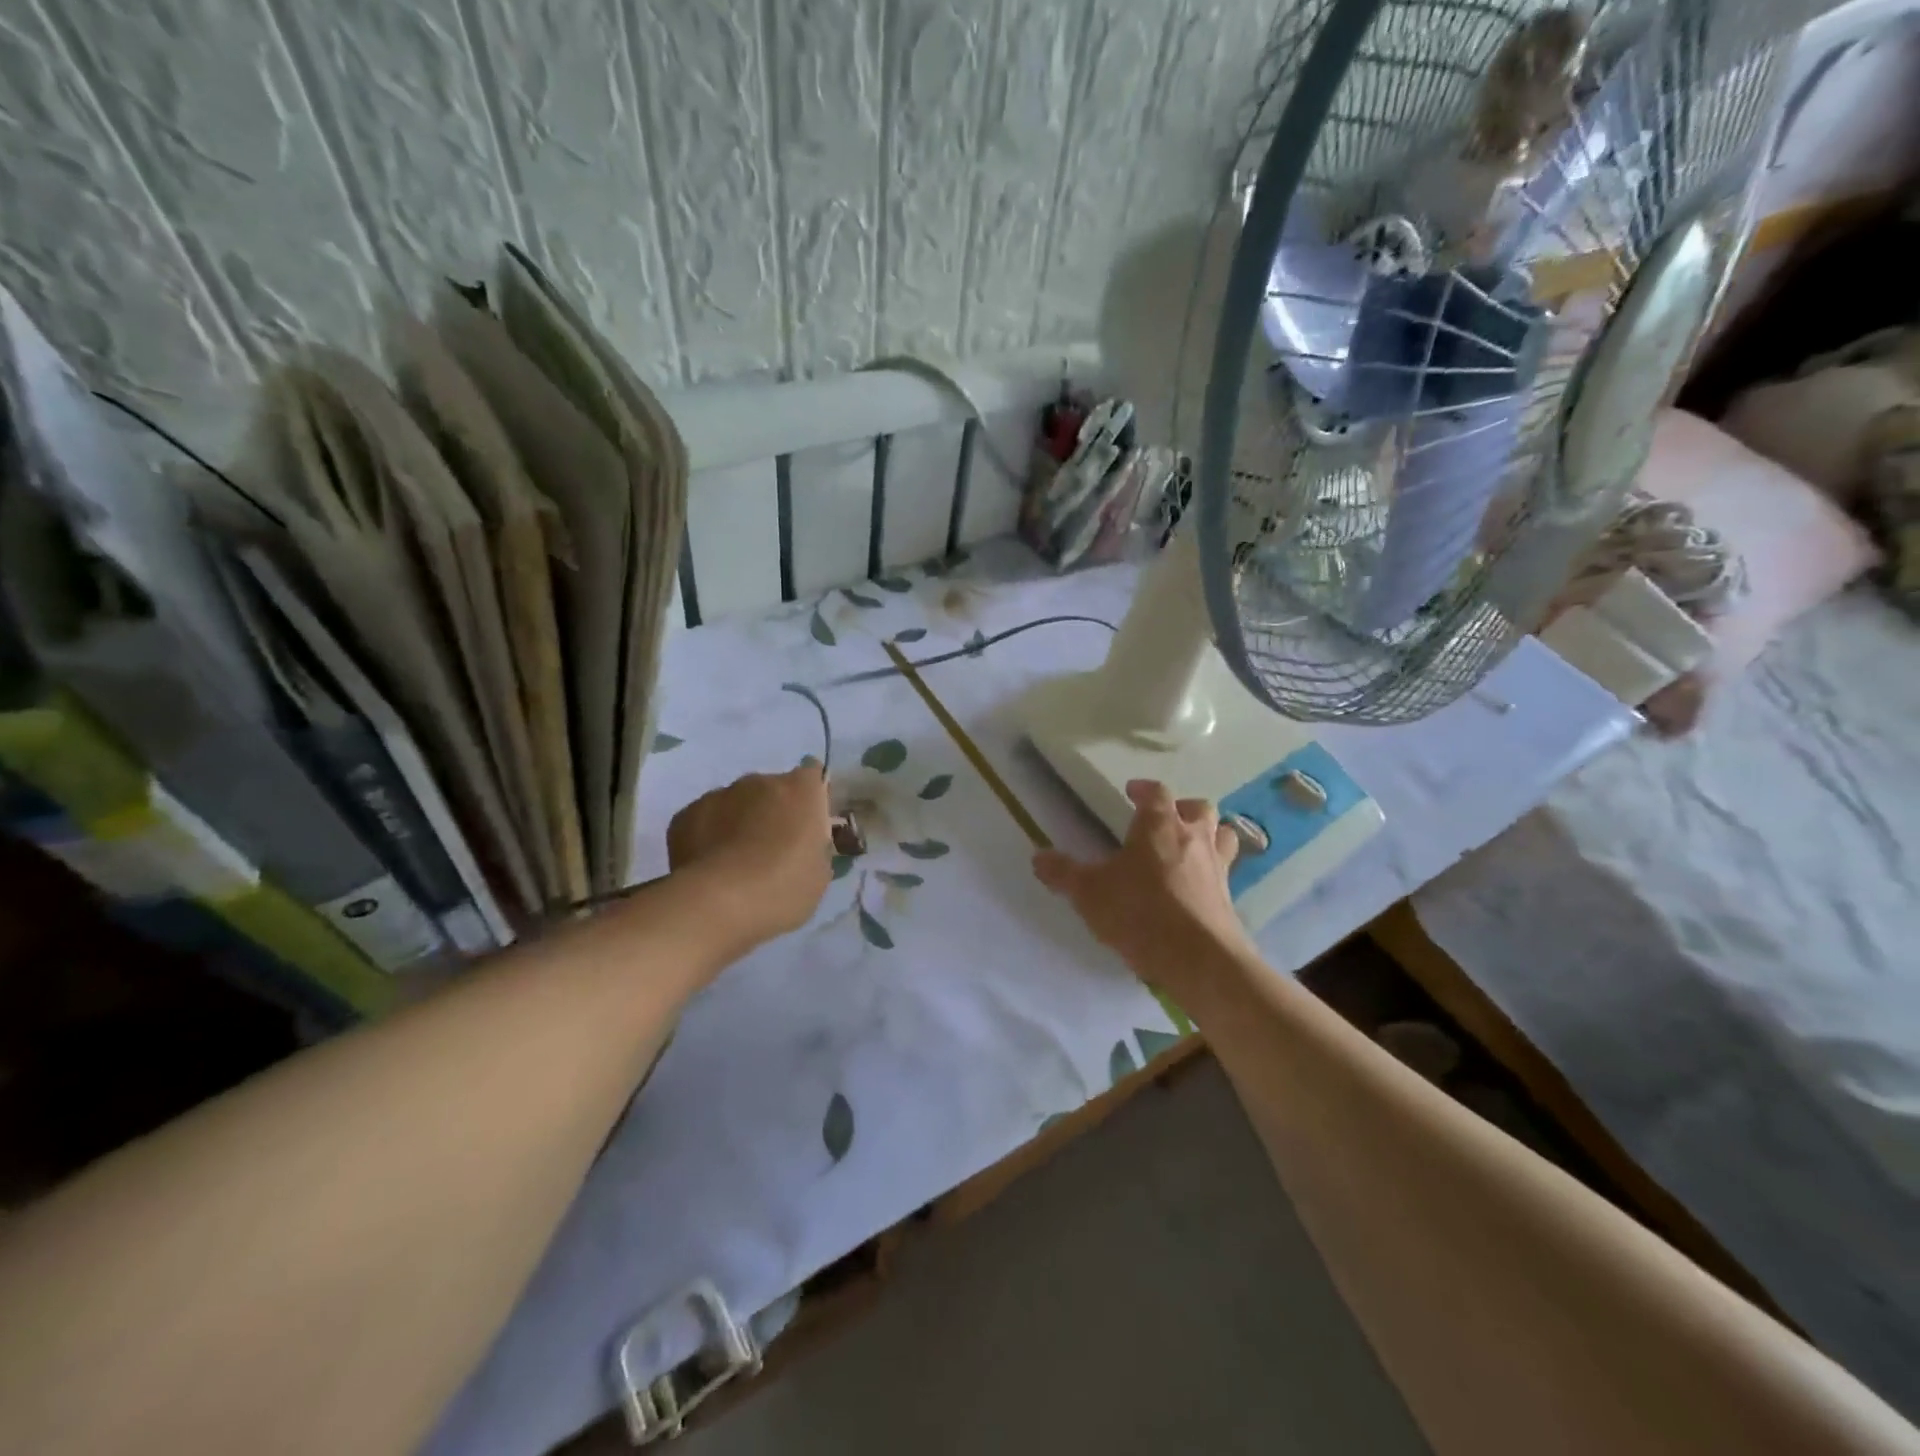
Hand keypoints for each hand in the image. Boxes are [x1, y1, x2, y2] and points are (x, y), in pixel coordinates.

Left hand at [667, 761, 832, 947]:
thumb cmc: (782, 888)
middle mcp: (760, 781)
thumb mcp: (820, 874)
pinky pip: (705, 819)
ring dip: (740, 822)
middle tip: (772, 850)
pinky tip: (710, 867)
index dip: (811, 799)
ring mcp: (719, 794)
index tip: (808, 826)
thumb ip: (815, 847)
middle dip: (773, 812)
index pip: (813, 777)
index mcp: (800, 790)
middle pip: (772, 789)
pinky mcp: (685, 815)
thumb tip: (805, 844)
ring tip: (736, 862)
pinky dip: (709, 835)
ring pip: (736, 803)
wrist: (718, 904)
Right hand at [1033, 779, 1253, 988]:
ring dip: (1208, 835)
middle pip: (1198, 808)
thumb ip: (1064, 873)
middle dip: (1182, 808)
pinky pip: (1225, 872)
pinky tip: (1197, 886)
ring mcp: (1217, 867)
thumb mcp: (1090, 893)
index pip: (1156, 793)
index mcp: (1159, 826)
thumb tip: (1038, 856)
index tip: (1132, 792)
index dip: (1144, 789)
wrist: (1199, 959)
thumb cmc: (1140, 913)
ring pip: (1221, 835)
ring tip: (1189, 846)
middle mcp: (1193, 838)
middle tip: (1164, 819)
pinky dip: (1213, 871)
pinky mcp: (1229, 898)